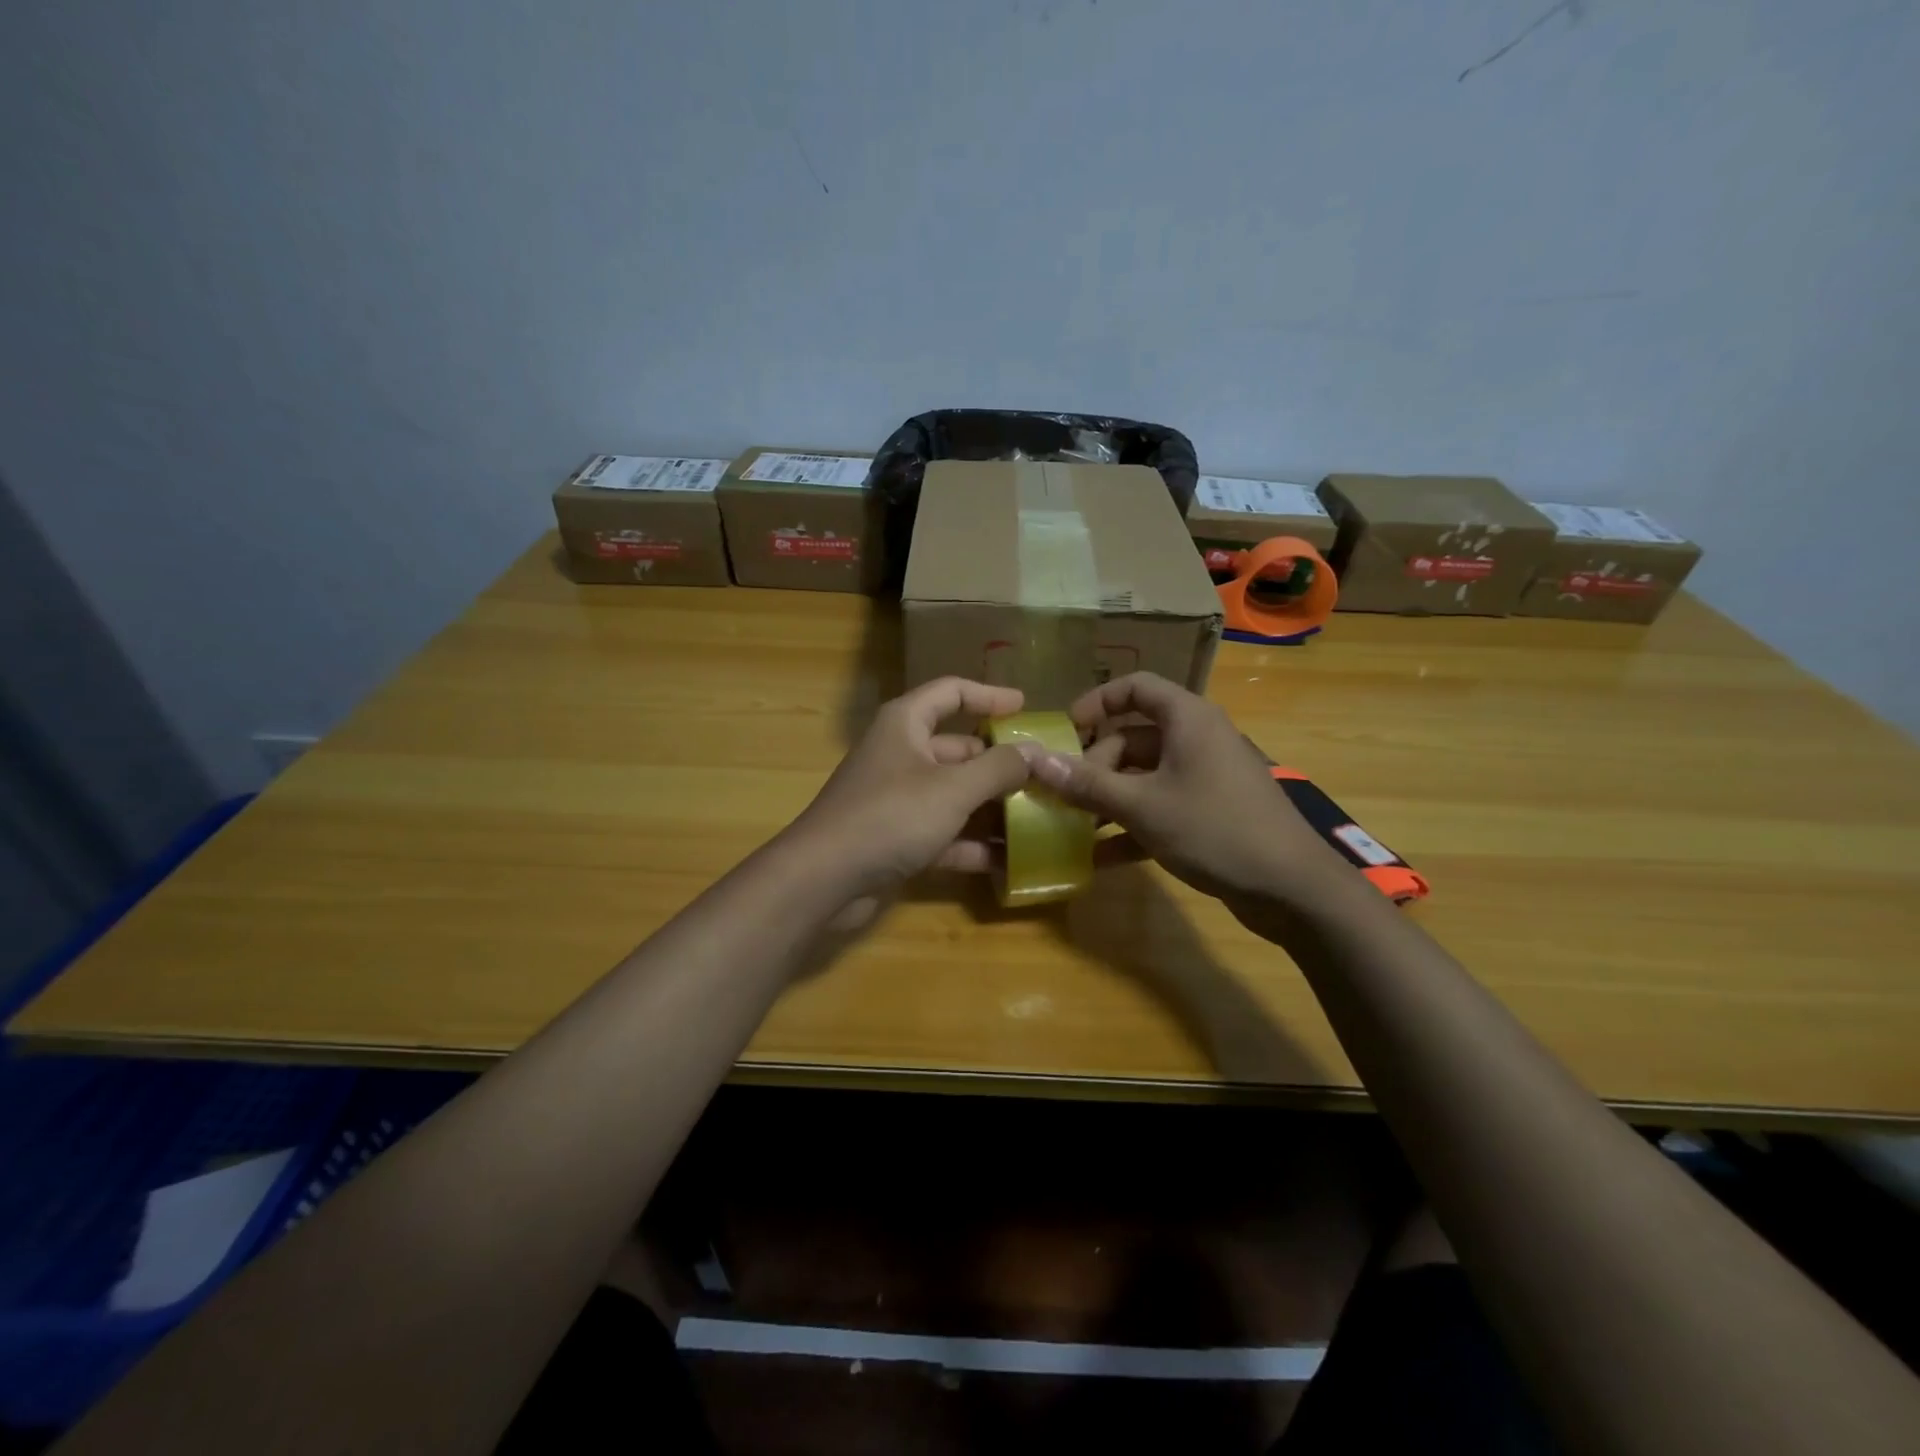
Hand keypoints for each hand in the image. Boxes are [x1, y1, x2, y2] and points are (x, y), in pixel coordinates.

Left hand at [788, 677, 1036, 900]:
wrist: (823, 879)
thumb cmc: (890, 816)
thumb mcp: (953, 788)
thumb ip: (999, 768)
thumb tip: (1036, 752)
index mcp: (905, 724)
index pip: (951, 693)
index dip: (989, 696)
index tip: (1026, 707)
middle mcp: (901, 755)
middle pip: (958, 749)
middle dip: (1000, 764)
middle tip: (1045, 776)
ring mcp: (897, 799)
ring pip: (954, 795)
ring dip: (991, 808)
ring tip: (1039, 819)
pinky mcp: (896, 839)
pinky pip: (943, 833)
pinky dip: (972, 844)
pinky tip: (1009, 861)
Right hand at [1024, 672, 1344, 906]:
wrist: (1292, 889)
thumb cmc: (1214, 829)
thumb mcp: (1142, 806)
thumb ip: (1087, 783)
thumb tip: (1034, 760)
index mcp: (1187, 719)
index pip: (1136, 687)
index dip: (1097, 702)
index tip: (1064, 730)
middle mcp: (1197, 739)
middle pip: (1133, 737)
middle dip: (1095, 764)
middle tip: (1065, 794)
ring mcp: (1205, 778)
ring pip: (1144, 776)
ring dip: (1108, 798)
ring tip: (1071, 825)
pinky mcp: (1210, 813)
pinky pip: (1161, 807)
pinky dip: (1132, 825)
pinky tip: (1098, 858)